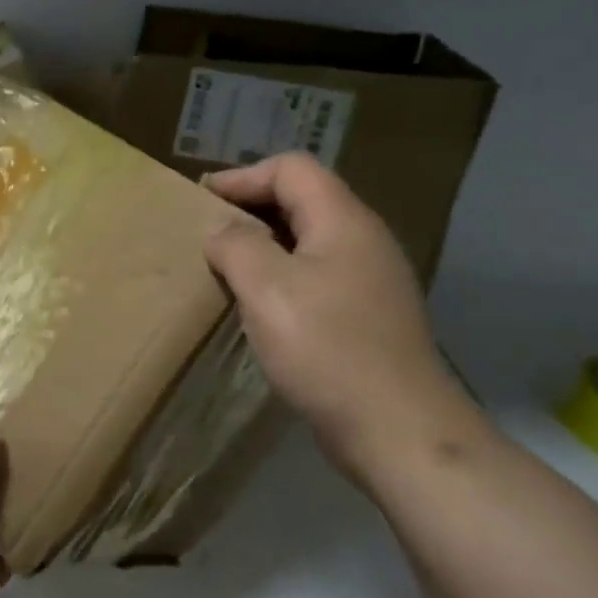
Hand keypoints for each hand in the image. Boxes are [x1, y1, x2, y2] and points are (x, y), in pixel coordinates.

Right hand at [203, 152, 485, 481]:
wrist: (396, 428)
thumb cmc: (326, 348)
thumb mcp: (267, 288)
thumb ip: (236, 245)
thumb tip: (222, 230)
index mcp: (343, 221)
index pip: (292, 169)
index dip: (243, 176)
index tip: (201, 199)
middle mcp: (364, 240)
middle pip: (303, 199)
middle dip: (251, 208)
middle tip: (208, 231)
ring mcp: (370, 279)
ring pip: (309, 240)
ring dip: (264, 245)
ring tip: (226, 267)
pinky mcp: (368, 315)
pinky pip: (317, 276)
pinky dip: (282, 276)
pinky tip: (259, 306)